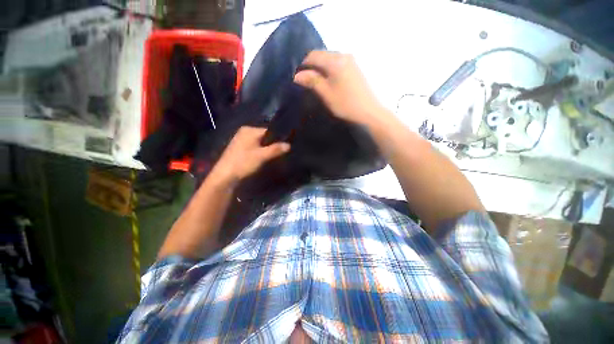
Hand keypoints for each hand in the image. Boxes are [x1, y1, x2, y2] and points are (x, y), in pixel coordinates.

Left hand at [212, 127, 290, 183]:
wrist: (225, 176)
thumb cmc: (243, 163)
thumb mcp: (261, 156)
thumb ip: (275, 149)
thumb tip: (289, 145)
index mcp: (249, 130)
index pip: (269, 131)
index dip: (278, 138)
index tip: (286, 146)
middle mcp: (245, 132)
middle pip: (265, 136)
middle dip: (273, 144)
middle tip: (281, 152)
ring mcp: (241, 140)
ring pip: (260, 142)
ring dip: (267, 148)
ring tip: (274, 156)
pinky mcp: (240, 148)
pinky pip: (255, 146)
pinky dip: (261, 151)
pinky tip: (264, 158)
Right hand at [294, 51, 384, 124]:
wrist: (368, 111)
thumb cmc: (345, 104)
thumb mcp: (326, 94)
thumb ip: (312, 81)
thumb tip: (296, 75)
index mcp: (335, 61)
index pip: (313, 55)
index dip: (303, 65)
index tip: (298, 77)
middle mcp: (343, 55)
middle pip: (321, 55)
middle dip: (311, 65)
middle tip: (305, 80)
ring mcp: (351, 60)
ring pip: (329, 58)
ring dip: (320, 67)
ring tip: (315, 81)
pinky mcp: (354, 67)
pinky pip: (337, 63)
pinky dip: (329, 69)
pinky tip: (327, 80)